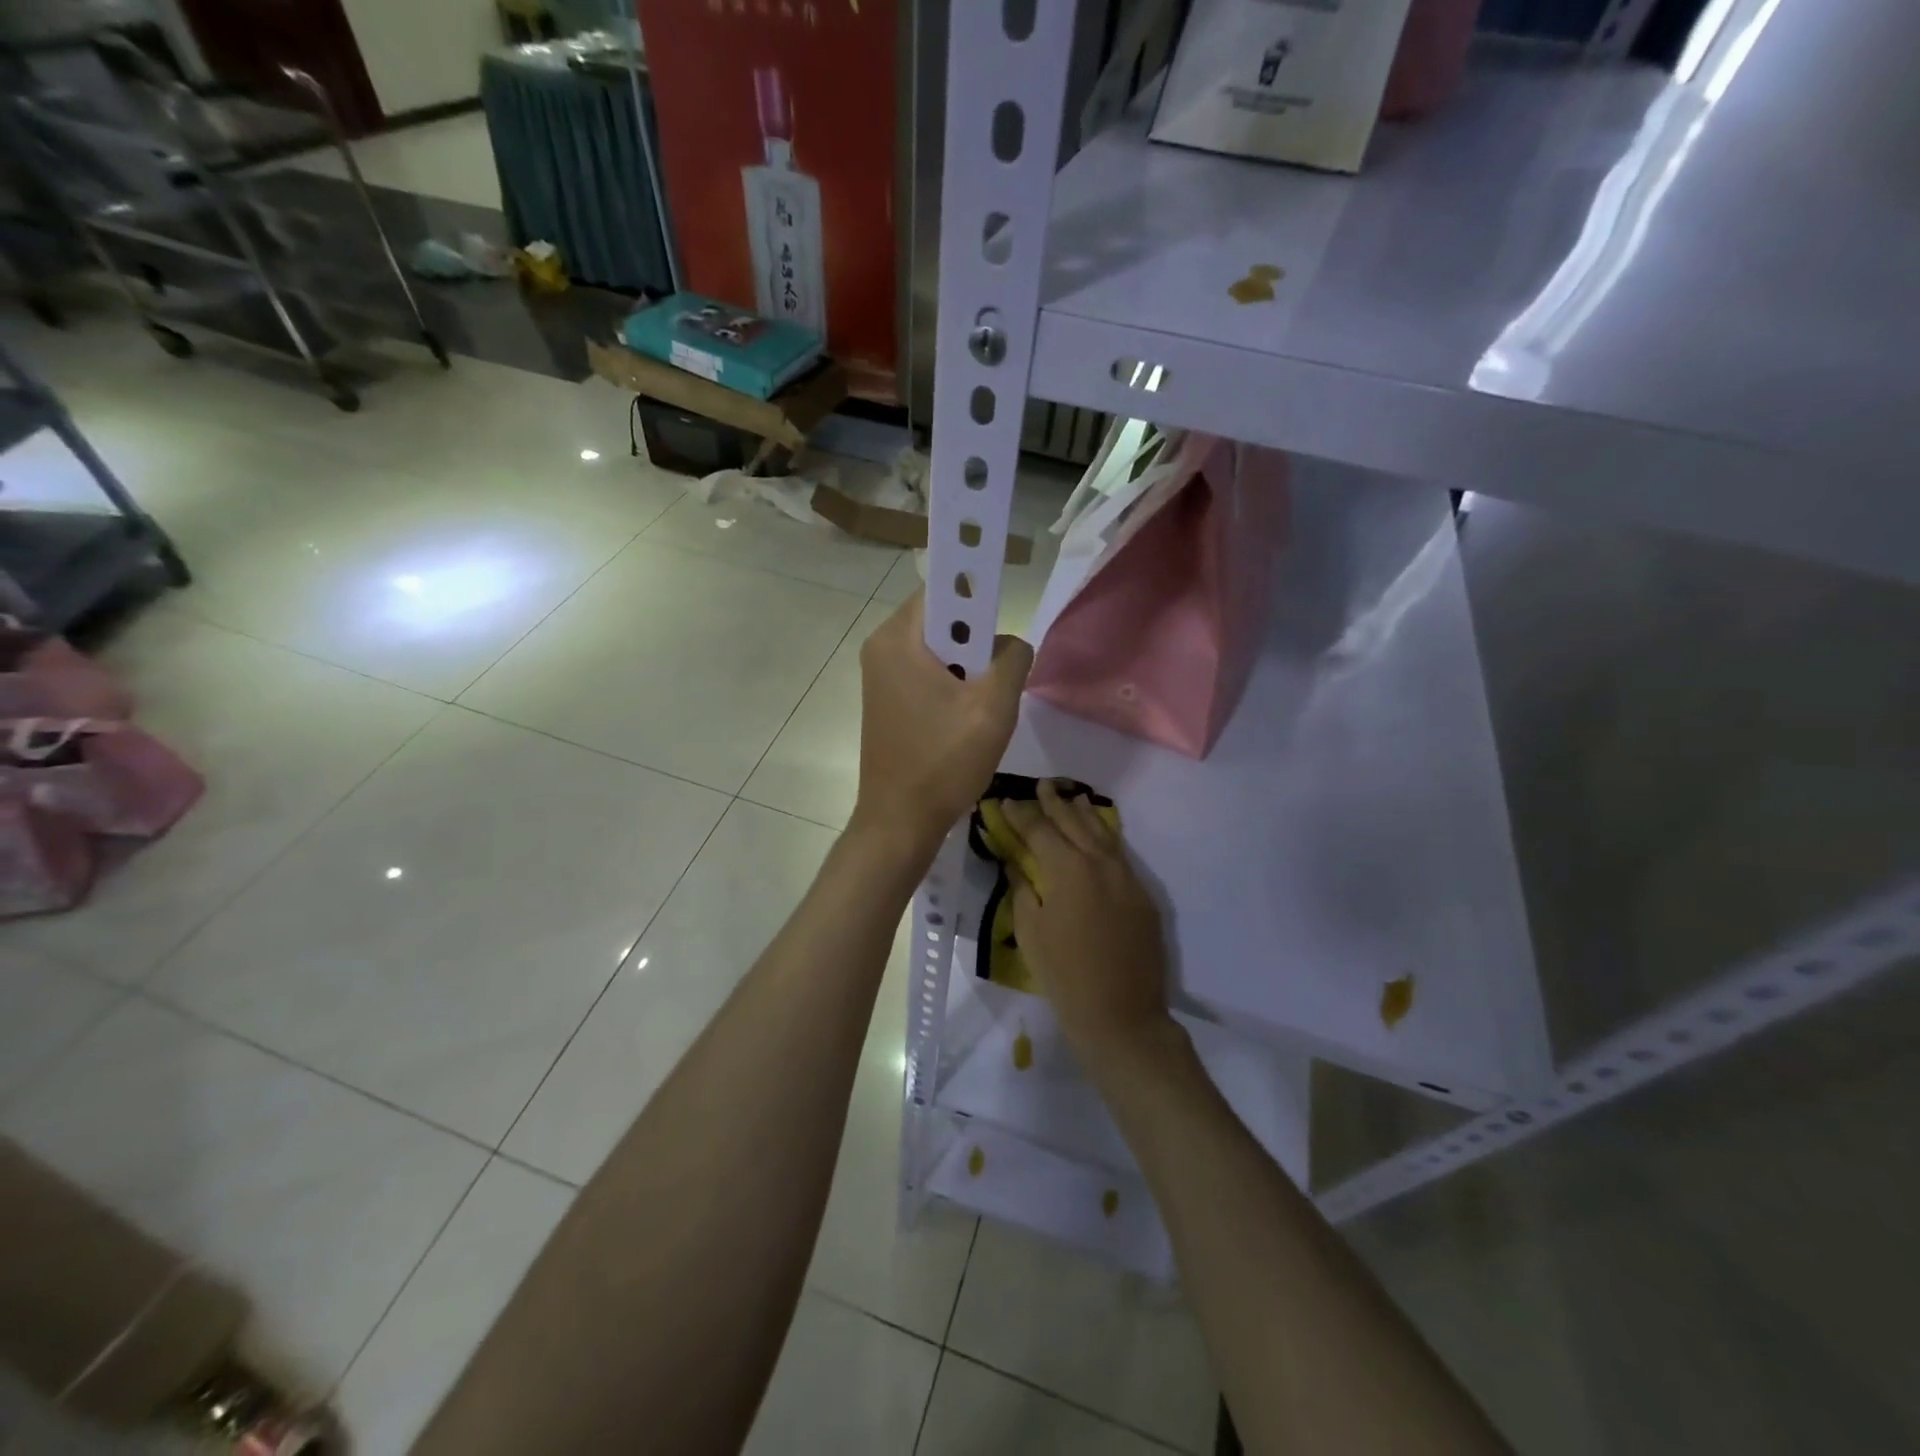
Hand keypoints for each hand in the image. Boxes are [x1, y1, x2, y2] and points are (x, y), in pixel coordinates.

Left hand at [853, 591, 1031, 859]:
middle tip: (997, 673)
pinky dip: (952, 682)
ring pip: (939, 647)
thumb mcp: (994, 707)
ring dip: (968, 665)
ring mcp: (881, 674)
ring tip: (983, 702)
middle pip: (942, 617)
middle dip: (977, 638)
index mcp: (898, 638)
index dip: (978, 586)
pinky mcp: (887, 698)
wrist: (899, 821)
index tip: (1005, 609)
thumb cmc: (943, 761)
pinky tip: (965, 717)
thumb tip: (1011, 645)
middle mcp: (882, 647)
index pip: (943, 586)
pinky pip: (927, 671)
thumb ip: (1013, 659)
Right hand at [1000, 781, 1174, 1066]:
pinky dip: (1105, 838)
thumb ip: (1023, 889)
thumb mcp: (1030, 931)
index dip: (1022, 815)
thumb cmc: (1064, 976)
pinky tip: (1098, 835)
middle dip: (1055, 803)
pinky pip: (1120, 855)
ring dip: (1084, 814)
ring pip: (1103, 834)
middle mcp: (1100, 863)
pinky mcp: (1143, 895)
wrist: (1121, 1015)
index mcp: (1068, 870)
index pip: (1040, 831)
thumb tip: (1017, 863)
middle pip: (1074, 823)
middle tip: (1041, 785)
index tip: (1008, 801)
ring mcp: (1127, 878)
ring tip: (1072, 797)